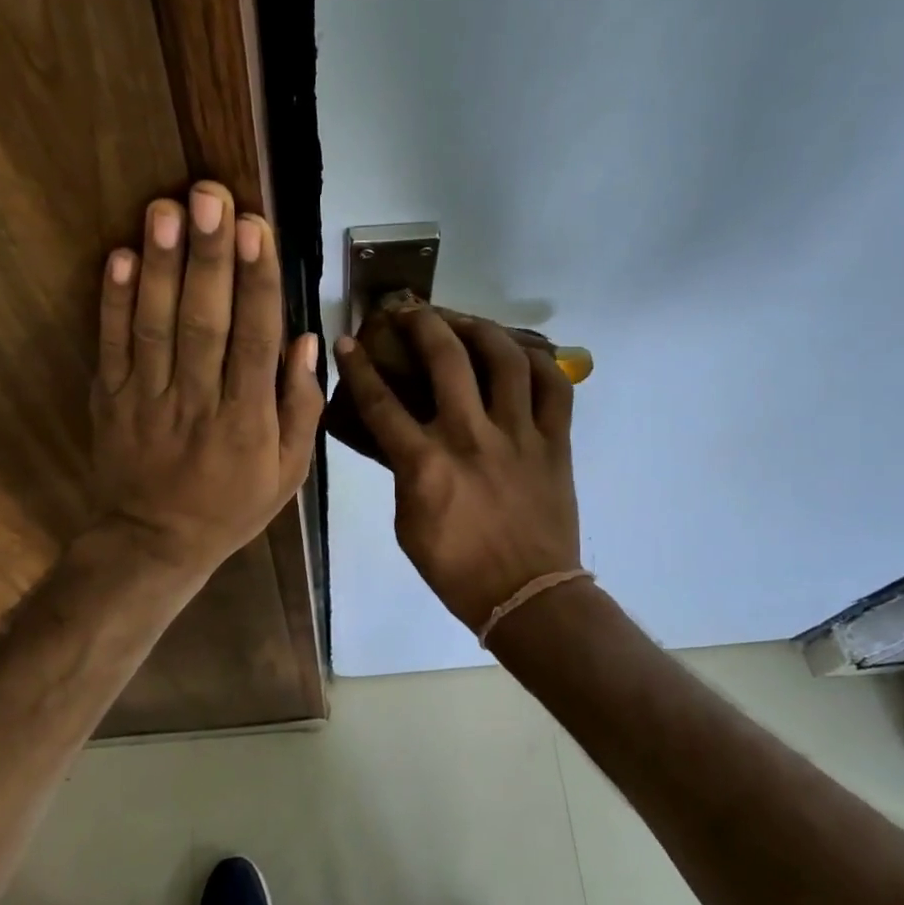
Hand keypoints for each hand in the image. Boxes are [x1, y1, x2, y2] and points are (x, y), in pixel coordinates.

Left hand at [92, 182, 322, 579]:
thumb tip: (304, 341)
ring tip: (166, 209)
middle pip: (205, 322)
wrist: (154, 543)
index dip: (257, 283)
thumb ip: (300, 408)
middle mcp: (197, 402)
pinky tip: (121, 256)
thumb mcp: (288, 474)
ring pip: (155, 325)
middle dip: (209, 256)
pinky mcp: (110, 398)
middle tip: (211, 196)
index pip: (255, 341)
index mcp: (247, 420)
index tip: (257, 229)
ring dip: (161, 265)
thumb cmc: (231, 506)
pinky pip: (112, 346)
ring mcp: (147, 398)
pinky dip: (113, 301)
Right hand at [334, 306, 581, 630]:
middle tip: (408, 309)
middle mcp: (471, 437)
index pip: (381, 402)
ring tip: (463, 320)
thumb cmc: (457, 568)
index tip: (349, 340)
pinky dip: (538, 363)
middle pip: (445, 359)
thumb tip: (405, 438)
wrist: (527, 595)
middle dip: (421, 323)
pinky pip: (555, 388)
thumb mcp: (408, 524)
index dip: (359, 366)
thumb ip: (404, 473)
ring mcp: (519, 435)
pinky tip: (520, 354)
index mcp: (426, 463)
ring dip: (479, 328)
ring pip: (504, 360)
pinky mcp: (555, 443)